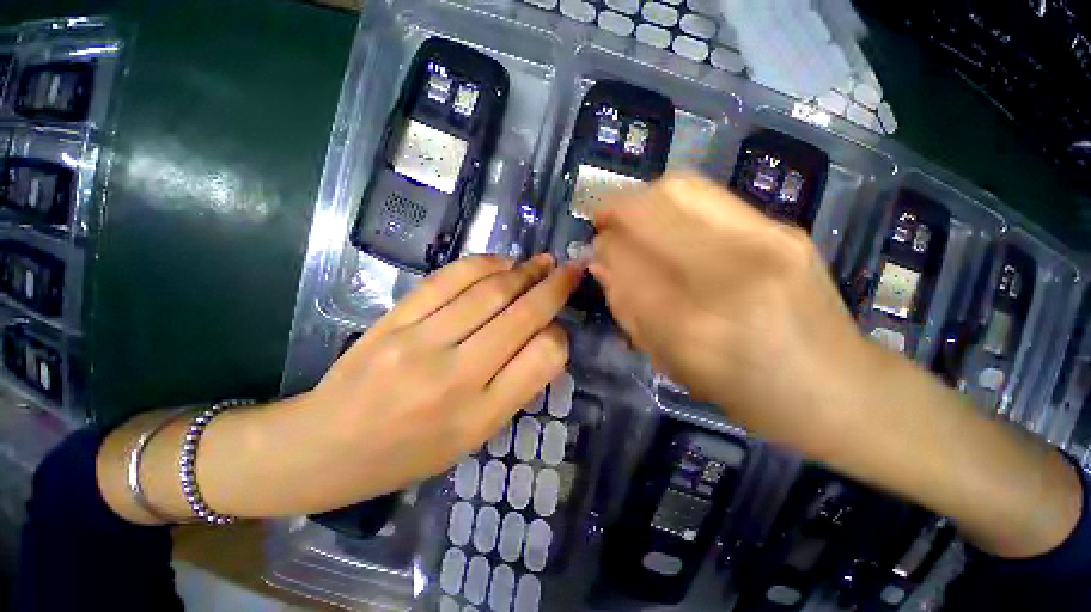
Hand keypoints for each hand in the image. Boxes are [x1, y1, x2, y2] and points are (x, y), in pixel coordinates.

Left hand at [307, 254, 582, 507]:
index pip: (542, 359)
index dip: (559, 337)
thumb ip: (513, 387)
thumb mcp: (472, 437)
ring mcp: (421, 343)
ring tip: (540, 262)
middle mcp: (456, 376)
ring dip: (522, 271)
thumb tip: (543, 337)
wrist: (323, 448)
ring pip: (489, 291)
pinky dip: (483, 264)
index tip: (559, 327)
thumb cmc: (406, 454)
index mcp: (480, 416)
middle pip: (521, 316)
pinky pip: (448, 279)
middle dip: (554, 287)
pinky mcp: (395, 319)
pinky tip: (500, 262)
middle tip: (570, 269)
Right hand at [590, 173, 865, 446]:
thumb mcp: (671, 362)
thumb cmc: (745, 391)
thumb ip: (629, 308)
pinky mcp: (784, 228)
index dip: (605, 250)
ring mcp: (766, 241)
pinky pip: (711, 195)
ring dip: (644, 197)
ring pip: (681, 188)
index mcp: (695, 326)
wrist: (838, 387)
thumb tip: (601, 262)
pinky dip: (674, 201)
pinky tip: (669, 221)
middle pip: (653, 208)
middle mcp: (730, 274)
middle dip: (617, 209)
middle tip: (605, 223)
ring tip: (633, 217)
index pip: (628, 263)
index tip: (595, 250)